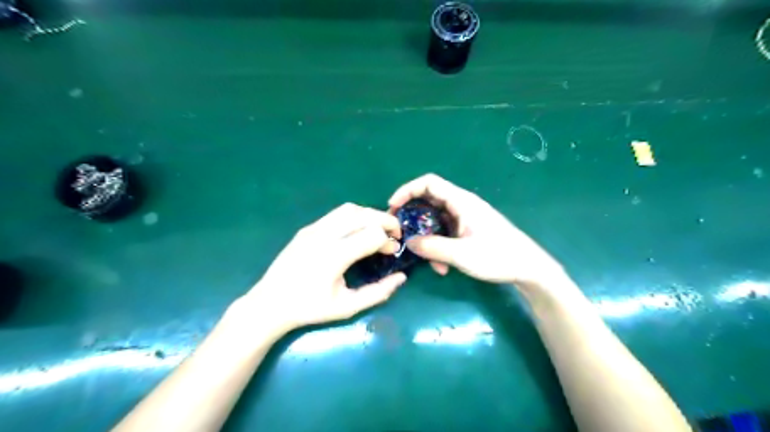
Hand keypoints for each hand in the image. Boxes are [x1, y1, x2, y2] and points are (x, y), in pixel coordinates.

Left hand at [240, 204, 408, 331]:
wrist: (270, 303)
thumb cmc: (310, 309)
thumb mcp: (348, 307)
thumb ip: (378, 292)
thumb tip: (401, 277)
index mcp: (335, 256)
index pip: (373, 234)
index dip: (389, 241)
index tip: (393, 252)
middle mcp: (325, 235)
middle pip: (364, 215)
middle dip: (386, 220)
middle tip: (395, 234)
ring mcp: (314, 229)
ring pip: (350, 209)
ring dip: (370, 215)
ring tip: (377, 229)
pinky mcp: (307, 228)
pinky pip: (336, 214)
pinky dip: (354, 216)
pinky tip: (356, 231)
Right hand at [391, 174, 564, 288]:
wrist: (529, 268)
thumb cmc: (498, 256)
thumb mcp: (462, 254)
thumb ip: (433, 248)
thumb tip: (408, 242)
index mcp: (461, 202)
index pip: (428, 183)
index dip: (407, 190)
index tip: (392, 206)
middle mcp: (462, 205)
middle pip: (429, 201)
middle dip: (413, 217)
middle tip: (400, 232)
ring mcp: (466, 218)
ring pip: (436, 221)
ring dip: (428, 239)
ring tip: (430, 262)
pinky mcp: (469, 230)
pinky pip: (446, 232)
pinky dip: (439, 246)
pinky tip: (443, 266)